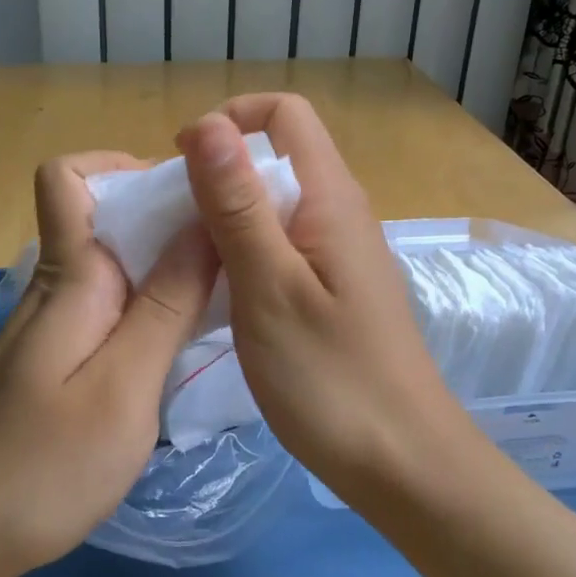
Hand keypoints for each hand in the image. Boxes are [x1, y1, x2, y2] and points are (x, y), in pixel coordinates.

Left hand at [0, 152, 217, 576]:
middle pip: (104, 215)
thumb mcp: (122, 388)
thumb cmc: (39, 466)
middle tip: (233, 248)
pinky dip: (150, 305)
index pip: (69, 176)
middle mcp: (58, 286)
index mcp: (70, 275)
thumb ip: (166, 306)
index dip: (122, 166)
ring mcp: (53, 325)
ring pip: (113, 262)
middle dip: (167, 216)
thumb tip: (204, 224)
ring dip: (165, 263)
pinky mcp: (56, 360)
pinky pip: (110, 305)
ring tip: (223, 290)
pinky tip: (182, 341)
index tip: (188, 194)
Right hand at [175, 95, 472, 500]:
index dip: (228, 121)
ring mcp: (339, 251)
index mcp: (330, 197)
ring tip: (187, 255)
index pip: (283, 113)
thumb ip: (237, 204)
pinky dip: (244, 248)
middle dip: (218, 169)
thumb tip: (208, 124)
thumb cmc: (330, 377)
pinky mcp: (333, 286)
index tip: (181, 166)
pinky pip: (282, 241)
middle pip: (276, 153)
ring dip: (226, 212)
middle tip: (173, 219)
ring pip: (275, 201)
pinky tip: (219, 289)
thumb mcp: (269, 287)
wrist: (402, 463)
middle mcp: (339, 210)